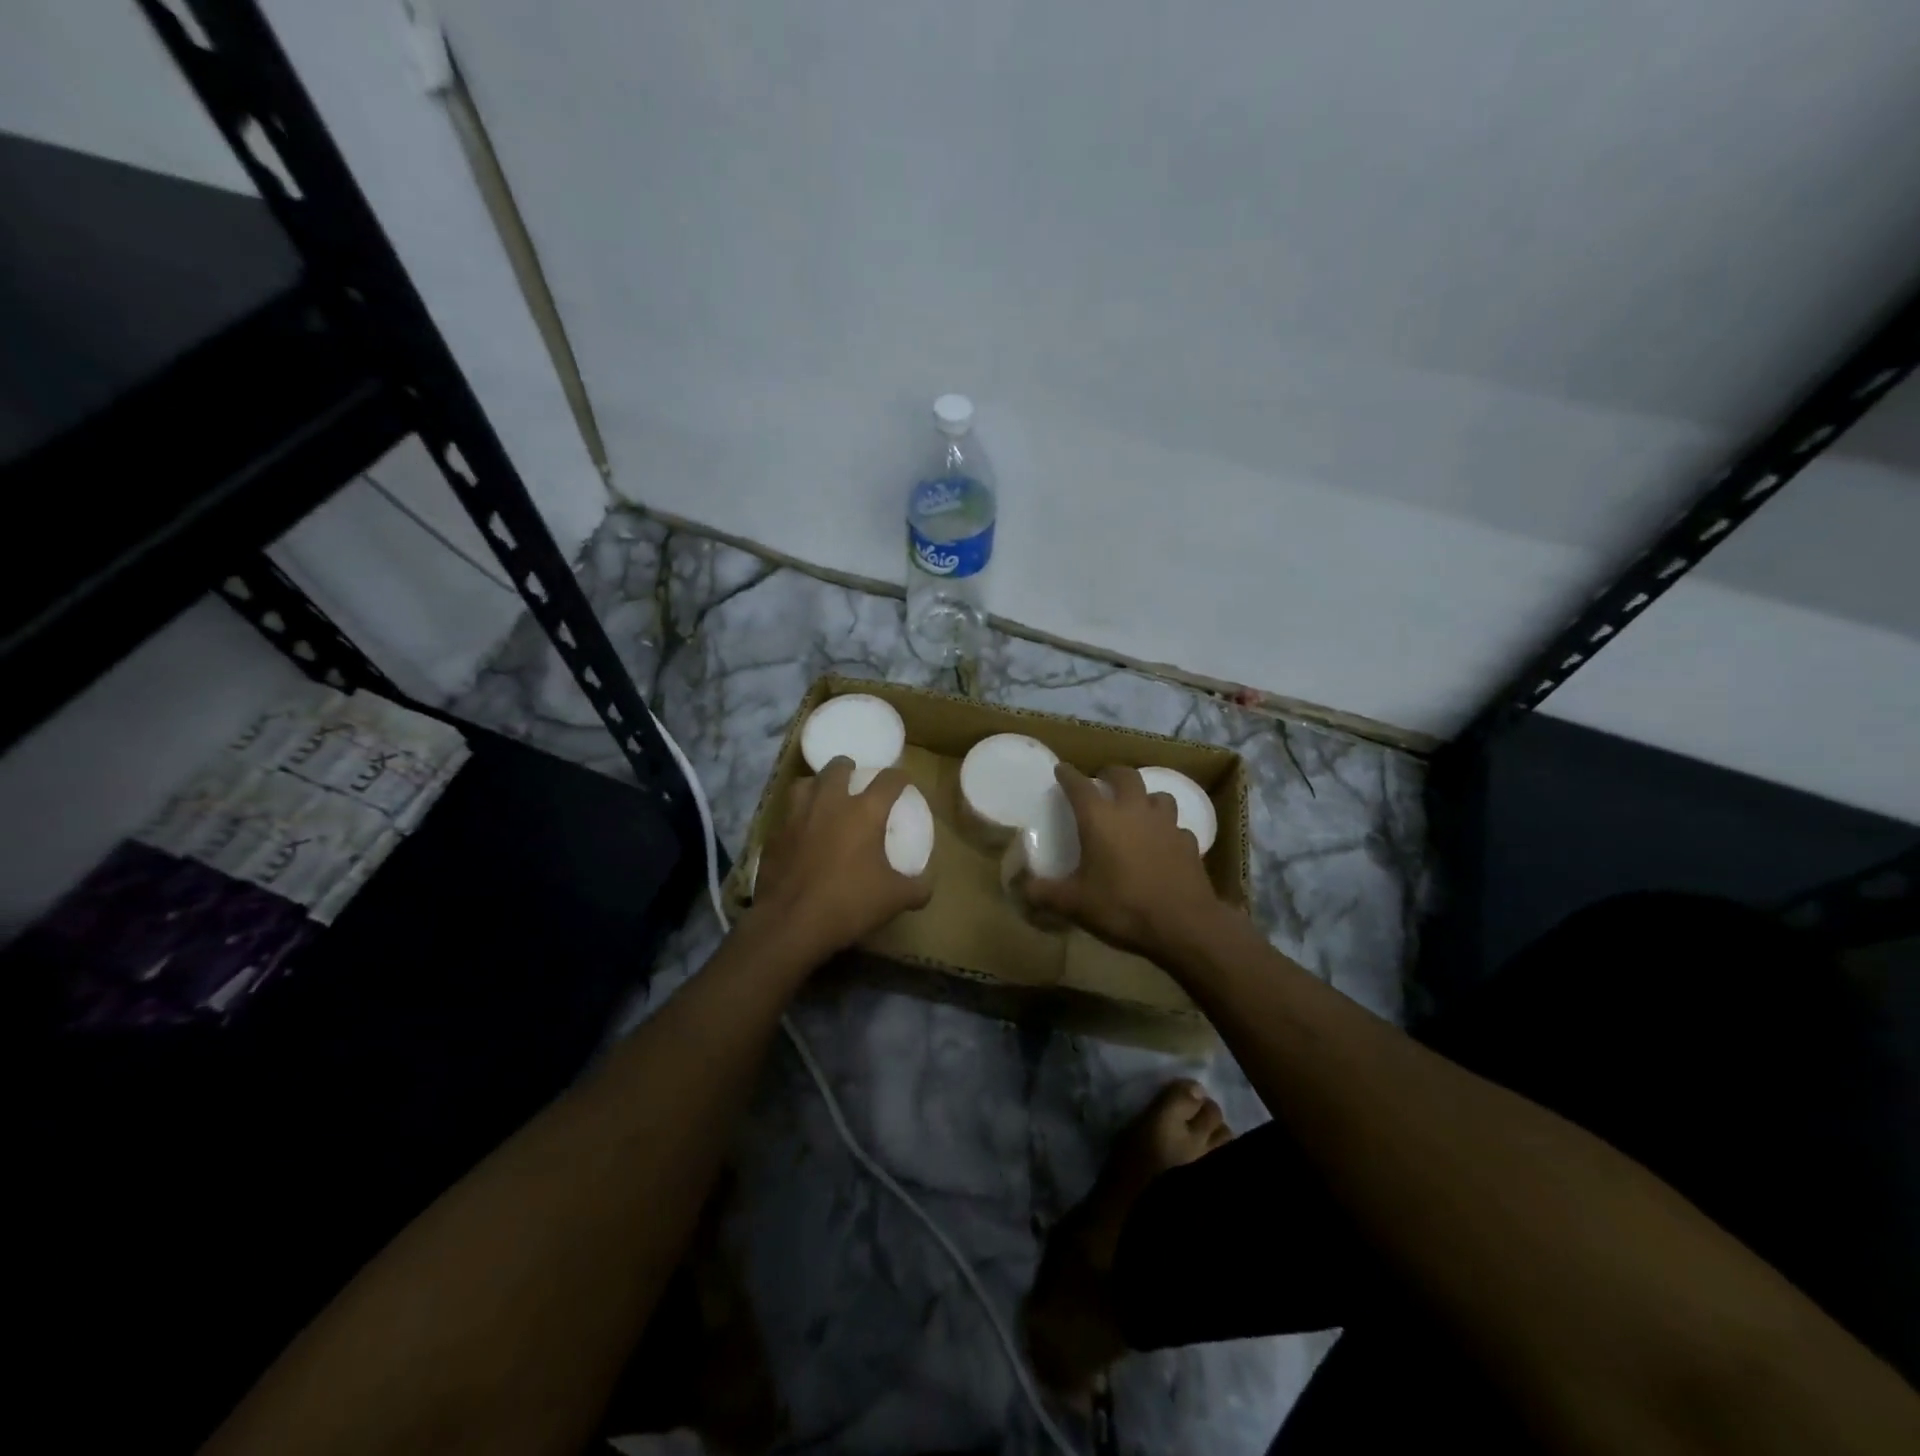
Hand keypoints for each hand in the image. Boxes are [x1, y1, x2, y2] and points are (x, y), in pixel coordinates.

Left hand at [752, 757, 933, 957]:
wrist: (790, 923)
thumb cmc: (849, 903)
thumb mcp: (895, 899)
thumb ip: (917, 888)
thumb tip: (927, 886)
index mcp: (864, 811)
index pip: (888, 780)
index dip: (899, 777)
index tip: (903, 781)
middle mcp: (829, 803)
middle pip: (838, 767)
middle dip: (848, 767)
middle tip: (854, 777)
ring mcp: (796, 816)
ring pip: (804, 783)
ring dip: (816, 784)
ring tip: (822, 796)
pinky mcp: (773, 835)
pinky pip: (785, 815)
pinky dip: (795, 817)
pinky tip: (799, 832)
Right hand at [1025, 763, 1223, 959]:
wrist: (1183, 925)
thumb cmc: (1122, 907)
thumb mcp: (1075, 904)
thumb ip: (1045, 894)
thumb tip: (1022, 889)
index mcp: (1100, 819)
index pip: (1079, 785)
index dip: (1068, 775)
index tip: (1062, 770)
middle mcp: (1134, 811)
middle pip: (1125, 776)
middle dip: (1111, 774)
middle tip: (1102, 781)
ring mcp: (1166, 824)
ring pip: (1158, 795)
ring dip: (1145, 797)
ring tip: (1137, 809)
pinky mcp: (1188, 842)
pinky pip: (1176, 826)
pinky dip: (1167, 829)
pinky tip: (1163, 844)